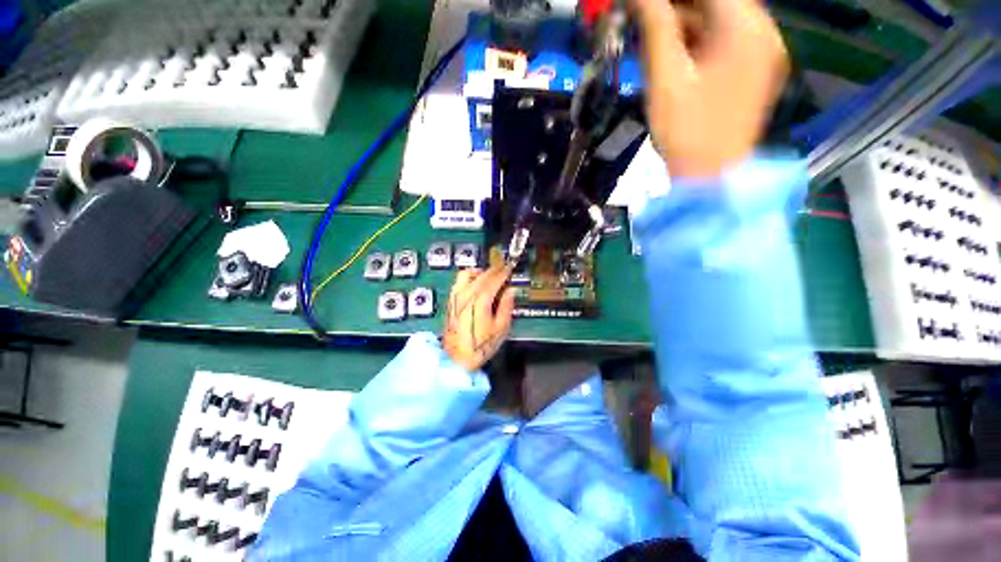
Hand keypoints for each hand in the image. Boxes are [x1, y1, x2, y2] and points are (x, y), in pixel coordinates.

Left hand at [443, 264, 516, 371]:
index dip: (503, 273)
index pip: (494, 280)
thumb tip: (511, 290)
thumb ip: (506, 306)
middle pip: (481, 275)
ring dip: (480, 271)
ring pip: (467, 274)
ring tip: (490, 276)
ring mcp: (455, 297)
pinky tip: (475, 283)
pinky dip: (469, 277)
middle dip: (494, 270)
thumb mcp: (500, 329)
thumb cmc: (481, 346)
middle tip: (504, 269)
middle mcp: (466, 294)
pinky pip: (458, 281)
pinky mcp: (450, 301)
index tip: (511, 267)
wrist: (456, 359)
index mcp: (480, 301)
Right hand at [630, 0, 789, 176]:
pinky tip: (674, 54)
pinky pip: (726, 41)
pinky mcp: (755, 71)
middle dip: (678, 9)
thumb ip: (655, 28)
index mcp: (745, 29)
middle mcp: (763, 32)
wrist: (709, 180)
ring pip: (721, 20)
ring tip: (652, 37)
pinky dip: (699, 41)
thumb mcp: (665, 79)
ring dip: (685, 23)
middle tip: (645, 20)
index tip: (644, 8)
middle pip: (718, 1)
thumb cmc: (686, 133)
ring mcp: (762, 52)